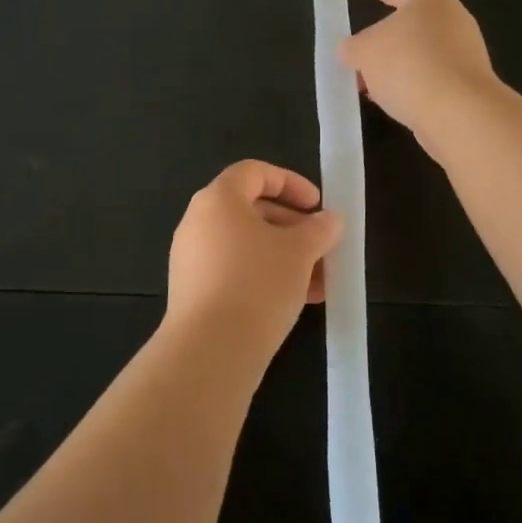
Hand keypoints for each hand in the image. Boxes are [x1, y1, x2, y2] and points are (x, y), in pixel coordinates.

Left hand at [166, 161, 342, 367]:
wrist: (211, 350)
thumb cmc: (258, 284)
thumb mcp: (300, 252)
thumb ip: (319, 230)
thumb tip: (329, 220)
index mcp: (218, 199)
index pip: (254, 172)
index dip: (290, 182)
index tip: (317, 206)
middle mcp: (198, 222)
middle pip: (251, 210)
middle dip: (293, 227)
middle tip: (322, 246)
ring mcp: (192, 258)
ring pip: (246, 246)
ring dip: (284, 256)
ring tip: (319, 282)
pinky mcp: (192, 291)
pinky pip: (234, 271)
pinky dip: (264, 276)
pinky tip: (296, 302)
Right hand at [337, 0, 497, 148]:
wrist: (461, 115)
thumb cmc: (410, 66)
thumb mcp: (365, 52)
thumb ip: (352, 47)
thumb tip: (352, 51)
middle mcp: (450, 17)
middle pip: (405, 16)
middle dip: (376, 30)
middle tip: (352, 35)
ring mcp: (462, 50)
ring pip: (413, 48)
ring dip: (387, 61)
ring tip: (360, 76)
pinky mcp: (465, 81)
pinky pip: (424, 72)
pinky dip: (402, 80)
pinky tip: (384, 95)